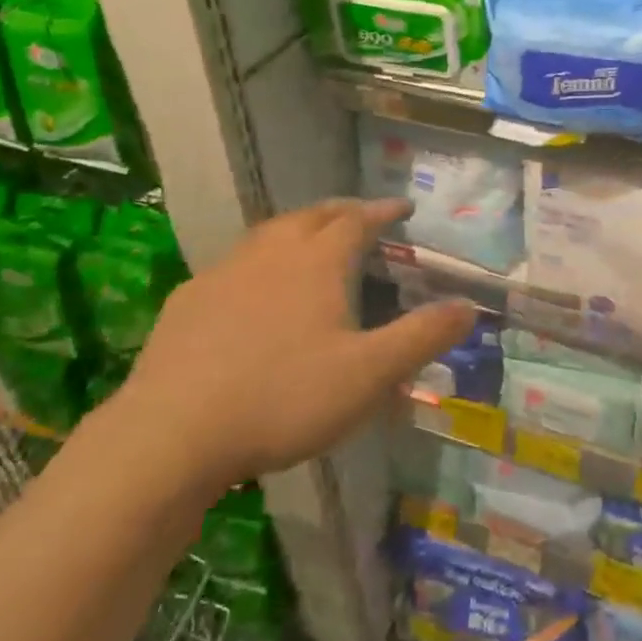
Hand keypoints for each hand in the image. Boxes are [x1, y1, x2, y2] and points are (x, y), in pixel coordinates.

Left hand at [117, 199, 474, 491]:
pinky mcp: (188, 300)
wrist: (172, 433)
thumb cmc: (283, 398)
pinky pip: (234, 264)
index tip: (402, 207)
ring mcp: (224, 272)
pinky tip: (251, 290)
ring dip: (298, 229)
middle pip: (312, 215)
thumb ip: (422, 337)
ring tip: (311, 241)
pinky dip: (257, 262)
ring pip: (269, 234)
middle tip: (361, 216)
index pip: (358, 219)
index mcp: (317, 262)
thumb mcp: (369, 375)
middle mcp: (271, 253)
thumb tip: (469, 306)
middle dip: (342, 211)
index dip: (382, 210)